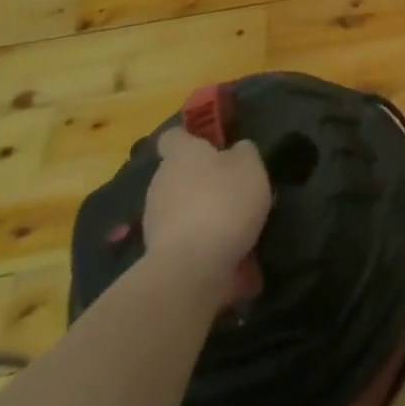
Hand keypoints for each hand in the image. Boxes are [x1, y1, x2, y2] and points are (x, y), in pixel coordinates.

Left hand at [144, 129, 272, 293]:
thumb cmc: (223, 202)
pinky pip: (183, 238)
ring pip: (179, 207)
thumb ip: (243, 152)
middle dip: (199, 179)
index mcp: (181, 155)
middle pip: (177, 174)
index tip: (209, 143)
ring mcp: (154, 221)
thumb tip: (235, 151)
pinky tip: (224, 250)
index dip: (189, 138)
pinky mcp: (157, 254)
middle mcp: (161, 182)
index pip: (173, 136)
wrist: (191, 269)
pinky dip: (199, 241)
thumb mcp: (250, 165)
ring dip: (198, 211)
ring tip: (231, 223)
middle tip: (230, 187)